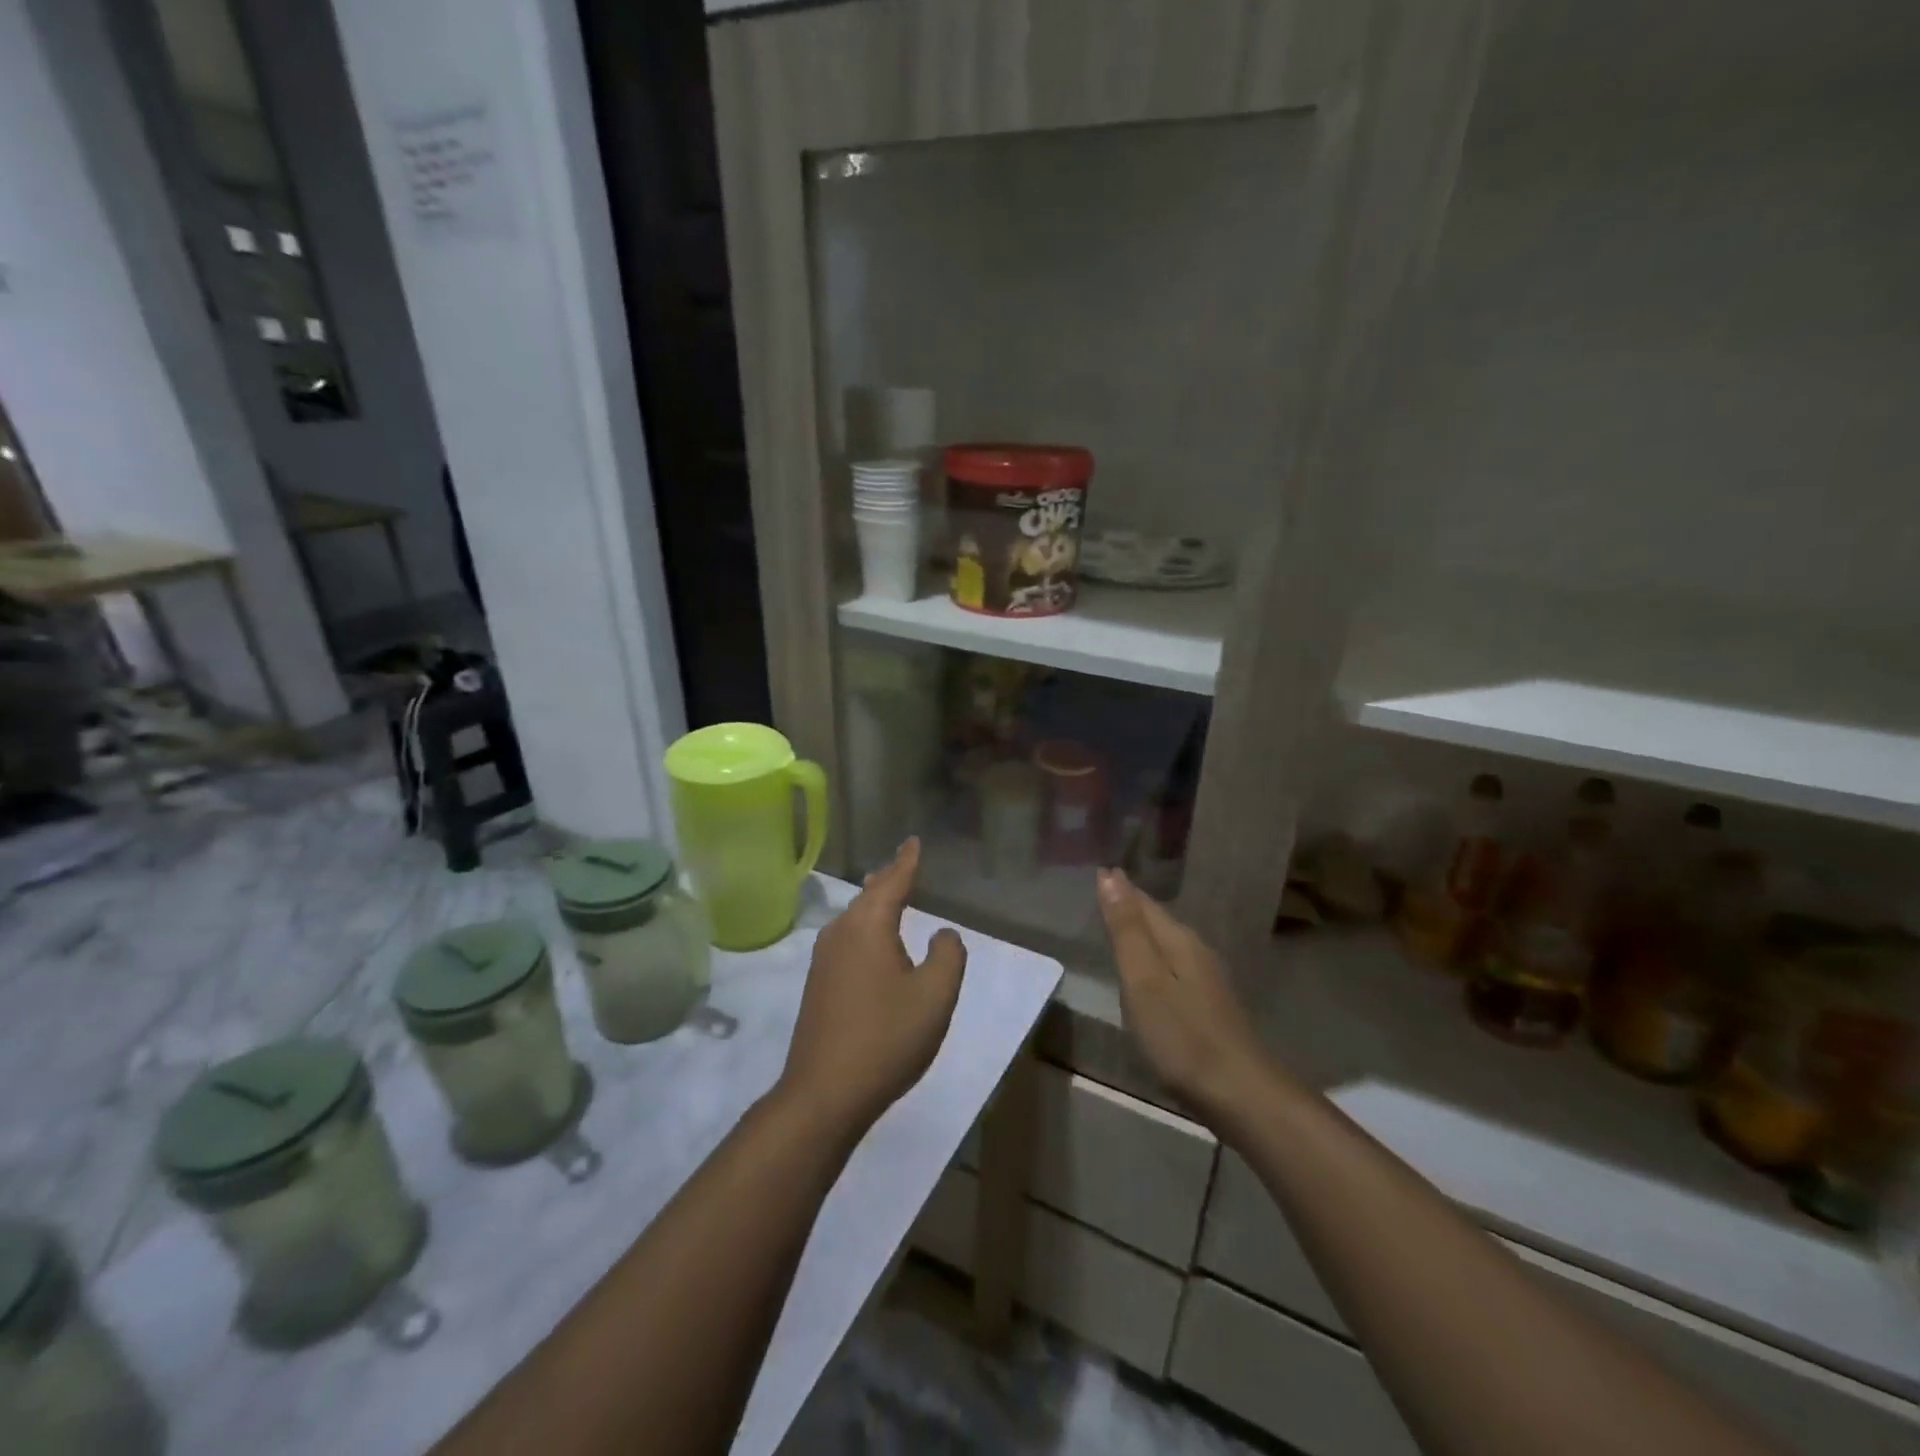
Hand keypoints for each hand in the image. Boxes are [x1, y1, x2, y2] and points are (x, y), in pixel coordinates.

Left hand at [776, 838, 967, 1136]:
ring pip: (854, 919)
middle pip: (869, 896)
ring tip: (890, 895)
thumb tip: (943, 933)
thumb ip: (948, 955)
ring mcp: (823, 960)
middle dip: (888, 879)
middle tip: (904, 863)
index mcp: (868, 926)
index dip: (906, 861)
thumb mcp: (935, 996)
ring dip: (875, 904)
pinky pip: (847, 940)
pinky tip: (873, 944)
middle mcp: (840, 934)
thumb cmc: (886, 1037)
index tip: (913, 840)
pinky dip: (866, 929)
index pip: (892, 882)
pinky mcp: (817, 986)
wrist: (824, 1093)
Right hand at [1096, 868, 1272, 1128]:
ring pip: (1168, 943)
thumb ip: (1126, 929)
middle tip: (1103, 890)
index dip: (1119, 888)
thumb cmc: (1182, 1036)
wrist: (1242, 1094)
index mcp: (1178, 940)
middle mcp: (1196, 951)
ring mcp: (1208, 980)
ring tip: (1119, 924)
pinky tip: (1149, 971)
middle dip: (1131, 905)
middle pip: (1158, 920)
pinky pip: (1174, 966)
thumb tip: (1109, 875)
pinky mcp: (1210, 1006)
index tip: (1098, 871)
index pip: (1143, 902)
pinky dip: (1155, 958)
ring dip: (1143, 931)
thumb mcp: (1143, 980)